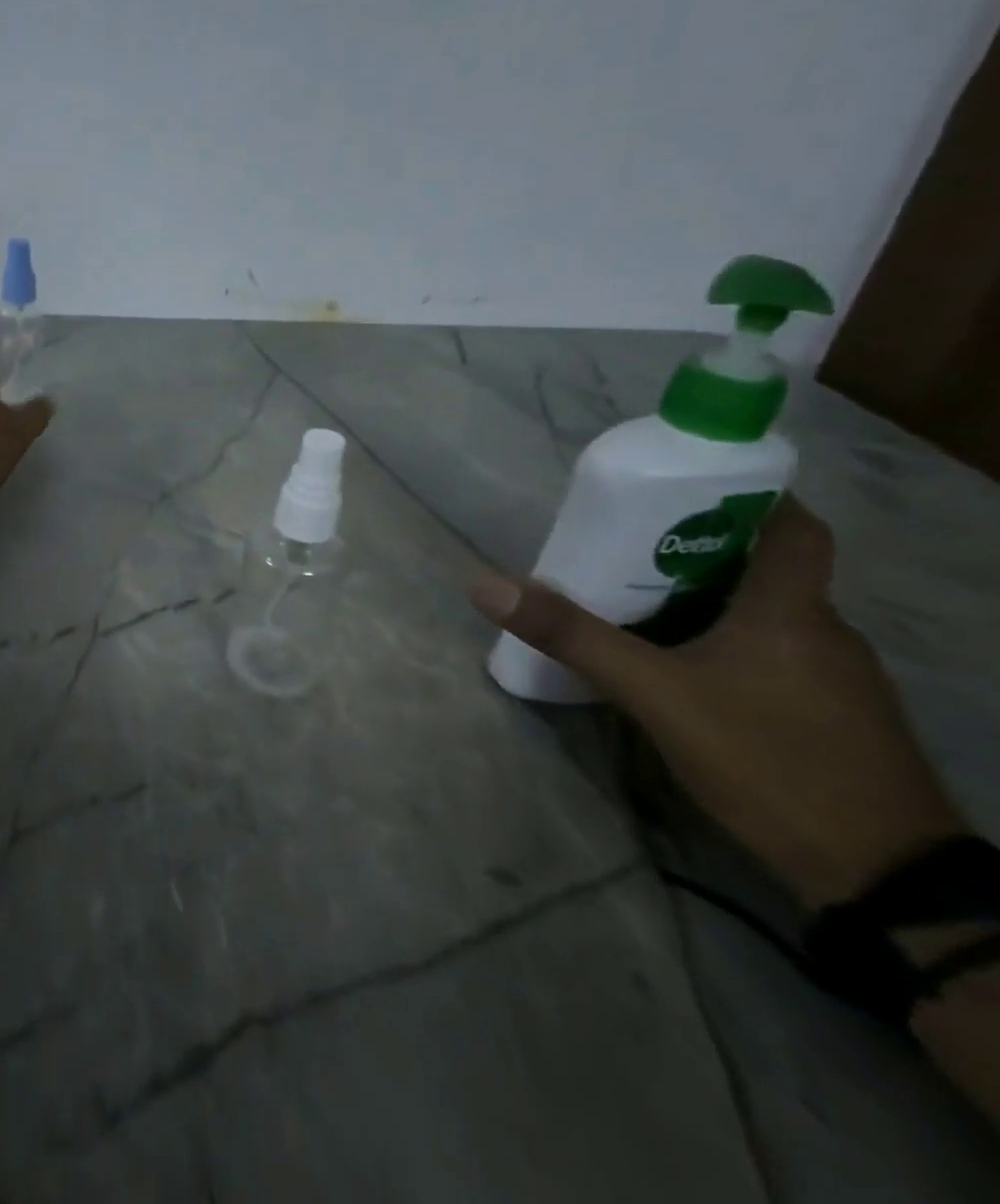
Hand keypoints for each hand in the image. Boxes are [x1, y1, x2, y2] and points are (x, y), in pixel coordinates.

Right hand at [472, 496, 969, 907]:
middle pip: (767, 568)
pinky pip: (773, 654)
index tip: (685, 490)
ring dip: (709, 600)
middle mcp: (824, 633)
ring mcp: (836, 679)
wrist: (880, 878)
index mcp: (792, 611)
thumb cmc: (769, 761)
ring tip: (638, 602)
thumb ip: (574, 639)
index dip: (748, 497)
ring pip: (768, 615)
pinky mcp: (834, 717)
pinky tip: (682, 668)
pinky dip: (726, 642)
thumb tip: (488, 586)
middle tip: (628, 546)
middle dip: (700, 550)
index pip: (794, 527)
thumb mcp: (655, 696)